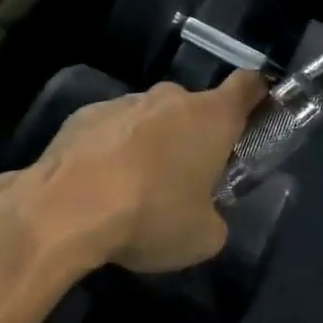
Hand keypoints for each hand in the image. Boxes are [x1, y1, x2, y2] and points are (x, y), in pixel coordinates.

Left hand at [22, 71, 267, 272]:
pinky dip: (114, 148)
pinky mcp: (84, 114)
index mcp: (212, 117)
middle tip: (188, 176)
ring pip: (151, 117)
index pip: (248, 85)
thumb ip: (215, 218)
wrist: (65, 210)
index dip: (257, 95)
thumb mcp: (202, 237)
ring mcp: (125, 102)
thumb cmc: (150, 216)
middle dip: (196, 134)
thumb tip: (206, 215)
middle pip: (195, 107)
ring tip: (136, 187)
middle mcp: (171, 98)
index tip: (257, 113)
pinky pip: (113, 128)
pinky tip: (100, 184)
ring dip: (153, 142)